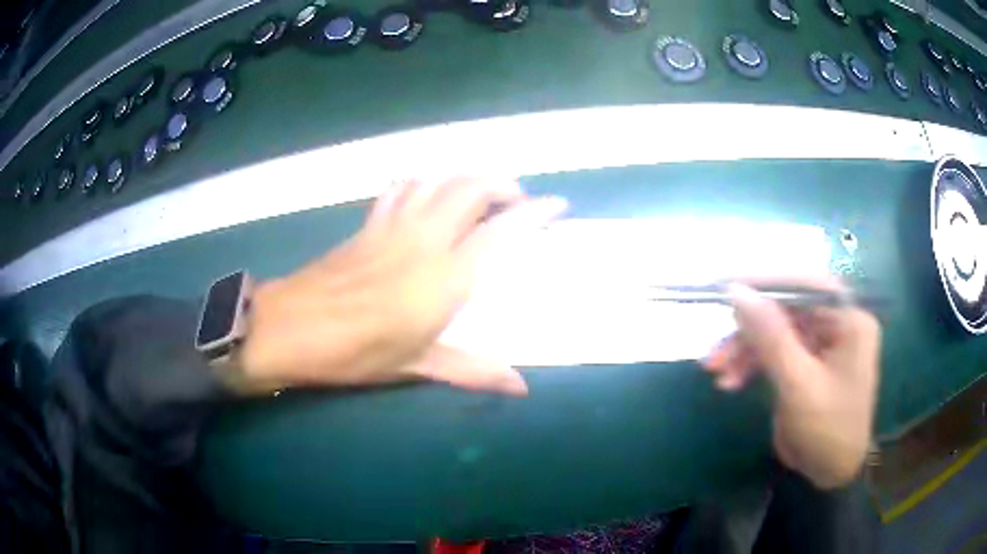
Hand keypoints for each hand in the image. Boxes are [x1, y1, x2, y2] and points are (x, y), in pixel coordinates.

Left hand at [239, 177, 566, 395]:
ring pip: (438, 179)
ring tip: (478, 198)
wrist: (293, 327)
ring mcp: (394, 224)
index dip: (536, 212)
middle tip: (516, 203)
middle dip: (503, 185)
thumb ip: (473, 371)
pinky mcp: (370, 224)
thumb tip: (521, 388)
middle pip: (472, 187)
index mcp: (445, 276)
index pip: (503, 231)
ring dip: (465, 179)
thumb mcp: (418, 365)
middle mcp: (425, 238)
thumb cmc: (356, 352)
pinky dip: (422, 184)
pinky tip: (425, 198)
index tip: (559, 204)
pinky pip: (401, 188)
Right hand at [702, 277, 880, 488]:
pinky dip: (752, 364)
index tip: (729, 287)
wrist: (831, 474)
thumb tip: (737, 291)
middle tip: (716, 348)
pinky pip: (776, 352)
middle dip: (750, 330)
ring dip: (745, 350)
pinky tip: (731, 381)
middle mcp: (837, 323)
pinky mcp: (807, 362)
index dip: (768, 283)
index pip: (807, 285)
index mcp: (849, 319)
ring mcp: (821, 343)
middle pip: (787, 310)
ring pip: (776, 332)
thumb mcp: (798, 385)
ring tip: (715, 371)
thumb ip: (771, 336)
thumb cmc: (827, 430)